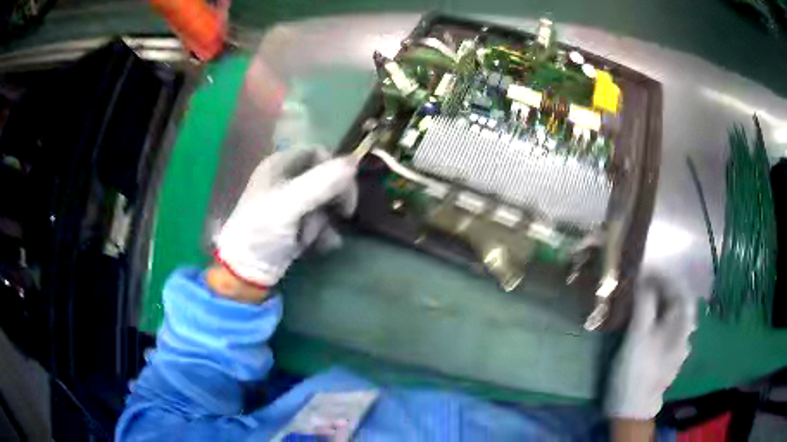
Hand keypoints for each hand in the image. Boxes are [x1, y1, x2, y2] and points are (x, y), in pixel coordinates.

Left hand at [215, 148, 357, 290]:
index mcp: (280, 164)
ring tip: (311, 238)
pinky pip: (320, 220)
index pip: (318, 153)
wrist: (246, 271)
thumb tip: (354, 162)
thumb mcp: (290, 204)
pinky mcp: (295, 223)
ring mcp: (290, 202)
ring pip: (324, 202)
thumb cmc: (261, 232)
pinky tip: (321, 246)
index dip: (335, 168)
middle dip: (331, 200)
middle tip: (342, 214)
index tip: (345, 190)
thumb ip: (322, 183)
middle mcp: (286, 178)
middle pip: (325, 177)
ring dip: (324, 221)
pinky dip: (324, 232)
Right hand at [606, 274, 697, 419]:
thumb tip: (643, 279)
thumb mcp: (638, 335)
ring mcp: (679, 347)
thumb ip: (644, 304)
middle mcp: (685, 333)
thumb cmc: (636, 370)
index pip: (680, 288)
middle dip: (662, 289)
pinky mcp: (669, 358)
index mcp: (682, 324)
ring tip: (643, 302)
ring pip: (674, 317)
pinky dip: (659, 321)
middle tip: (641, 285)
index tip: (645, 271)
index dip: (664, 276)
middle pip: (679, 302)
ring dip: (660, 305)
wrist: (633, 409)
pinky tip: (648, 326)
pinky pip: (668, 330)